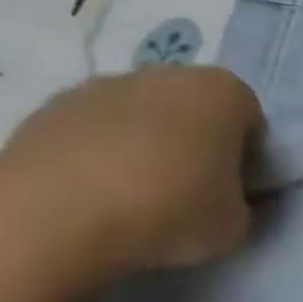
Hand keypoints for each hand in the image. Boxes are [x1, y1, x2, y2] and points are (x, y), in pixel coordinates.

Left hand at [0, 67, 263, 281]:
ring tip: (124, 200)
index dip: (243, 159)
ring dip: (139, 147)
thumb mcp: (231, 228)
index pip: (249, 121)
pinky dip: (92, 155)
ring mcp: (107, 84)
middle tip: (179, 196)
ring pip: (138, 116)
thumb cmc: (167, 210)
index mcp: (225, 91)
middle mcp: (171, 73)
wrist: (55, 214)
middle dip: (190, 144)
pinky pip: (88, 131)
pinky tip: (84, 197)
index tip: (226, 195)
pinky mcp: (53, 106)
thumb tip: (226, 205)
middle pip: (193, 109)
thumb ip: (241, 208)